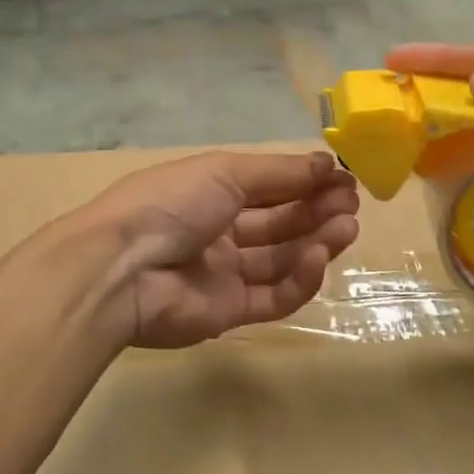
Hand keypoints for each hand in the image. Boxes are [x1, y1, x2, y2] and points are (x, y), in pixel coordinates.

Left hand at [75, 151, 359, 348]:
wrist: (122, 268)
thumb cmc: (171, 203)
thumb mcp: (225, 172)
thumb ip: (279, 172)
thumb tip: (327, 161)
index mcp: (211, 191)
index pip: (269, 186)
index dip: (305, 182)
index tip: (344, 178)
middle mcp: (219, 230)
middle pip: (279, 222)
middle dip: (316, 210)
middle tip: (352, 204)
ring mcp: (224, 273)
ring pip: (281, 258)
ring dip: (316, 241)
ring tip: (346, 228)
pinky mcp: (229, 312)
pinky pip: (273, 296)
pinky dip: (299, 278)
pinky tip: (317, 257)